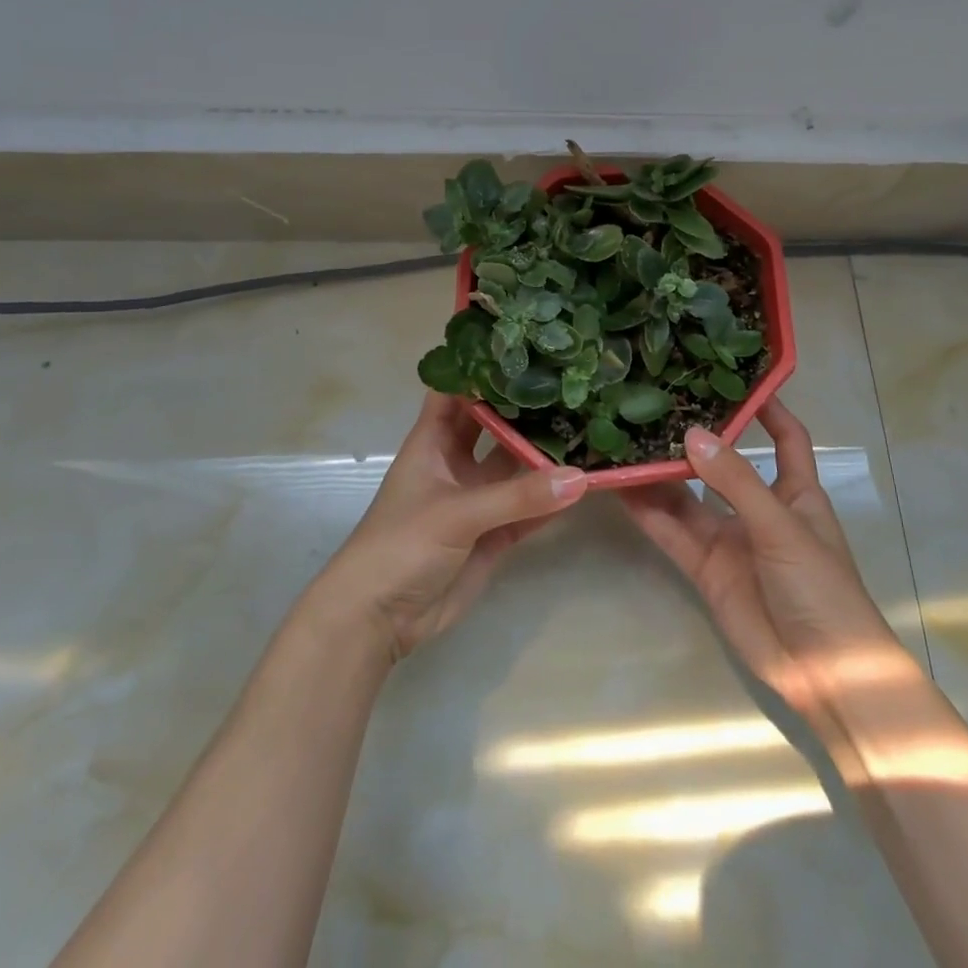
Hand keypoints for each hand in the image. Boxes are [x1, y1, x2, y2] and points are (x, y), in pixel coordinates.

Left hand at [313, 392, 587, 663]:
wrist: (379, 619)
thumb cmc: (402, 545)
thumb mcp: (457, 513)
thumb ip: (518, 496)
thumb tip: (580, 477)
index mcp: (433, 442)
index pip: (457, 392)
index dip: (484, 369)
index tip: (527, 349)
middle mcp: (456, 462)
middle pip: (493, 424)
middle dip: (524, 408)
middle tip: (571, 384)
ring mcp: (476, 498)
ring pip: (515, 467)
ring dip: (544, 453)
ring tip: (588, 425)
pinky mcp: (492, 533)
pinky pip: (528, 509)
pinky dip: (551, 500)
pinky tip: (584, 485)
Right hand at [620, 398, 905, 725]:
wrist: (825, 674)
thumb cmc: (821, 587)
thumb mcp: (782, 527)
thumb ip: (736, 483)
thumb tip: (691, 435)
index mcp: (796, 491)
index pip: (786, 437)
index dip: (767, 408)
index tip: (734, 376)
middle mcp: (759, 507)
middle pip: (723, 463)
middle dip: (695, 439)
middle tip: (655, 404)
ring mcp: (730, 539)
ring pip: (688, 497)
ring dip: (660, 474)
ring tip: (625, 439)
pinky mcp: (706, 568)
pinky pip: (673, 532)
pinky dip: (649, 513)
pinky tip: (621, 489)